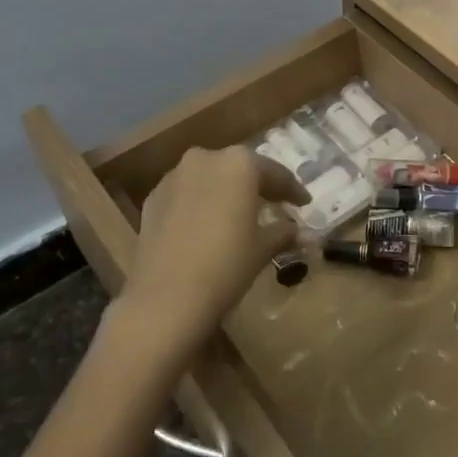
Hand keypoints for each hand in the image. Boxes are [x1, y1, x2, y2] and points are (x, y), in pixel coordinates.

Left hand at [117, 147, 307, 362]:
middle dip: (257, 186)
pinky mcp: (153, 197)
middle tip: (275, 204)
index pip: (275, 173)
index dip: (292, 190)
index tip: (304, 203)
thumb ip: (284, 232)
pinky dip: (200, 204)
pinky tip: (207, 225)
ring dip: (226, 192)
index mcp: (239, 164)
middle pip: (239, 169)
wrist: (165, 298)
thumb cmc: (225, 266)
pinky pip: (185, 194)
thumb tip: (302, 232)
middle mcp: (206, 158)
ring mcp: (174, 176)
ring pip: (210, 178)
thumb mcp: (262, 248)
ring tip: (239, 214)